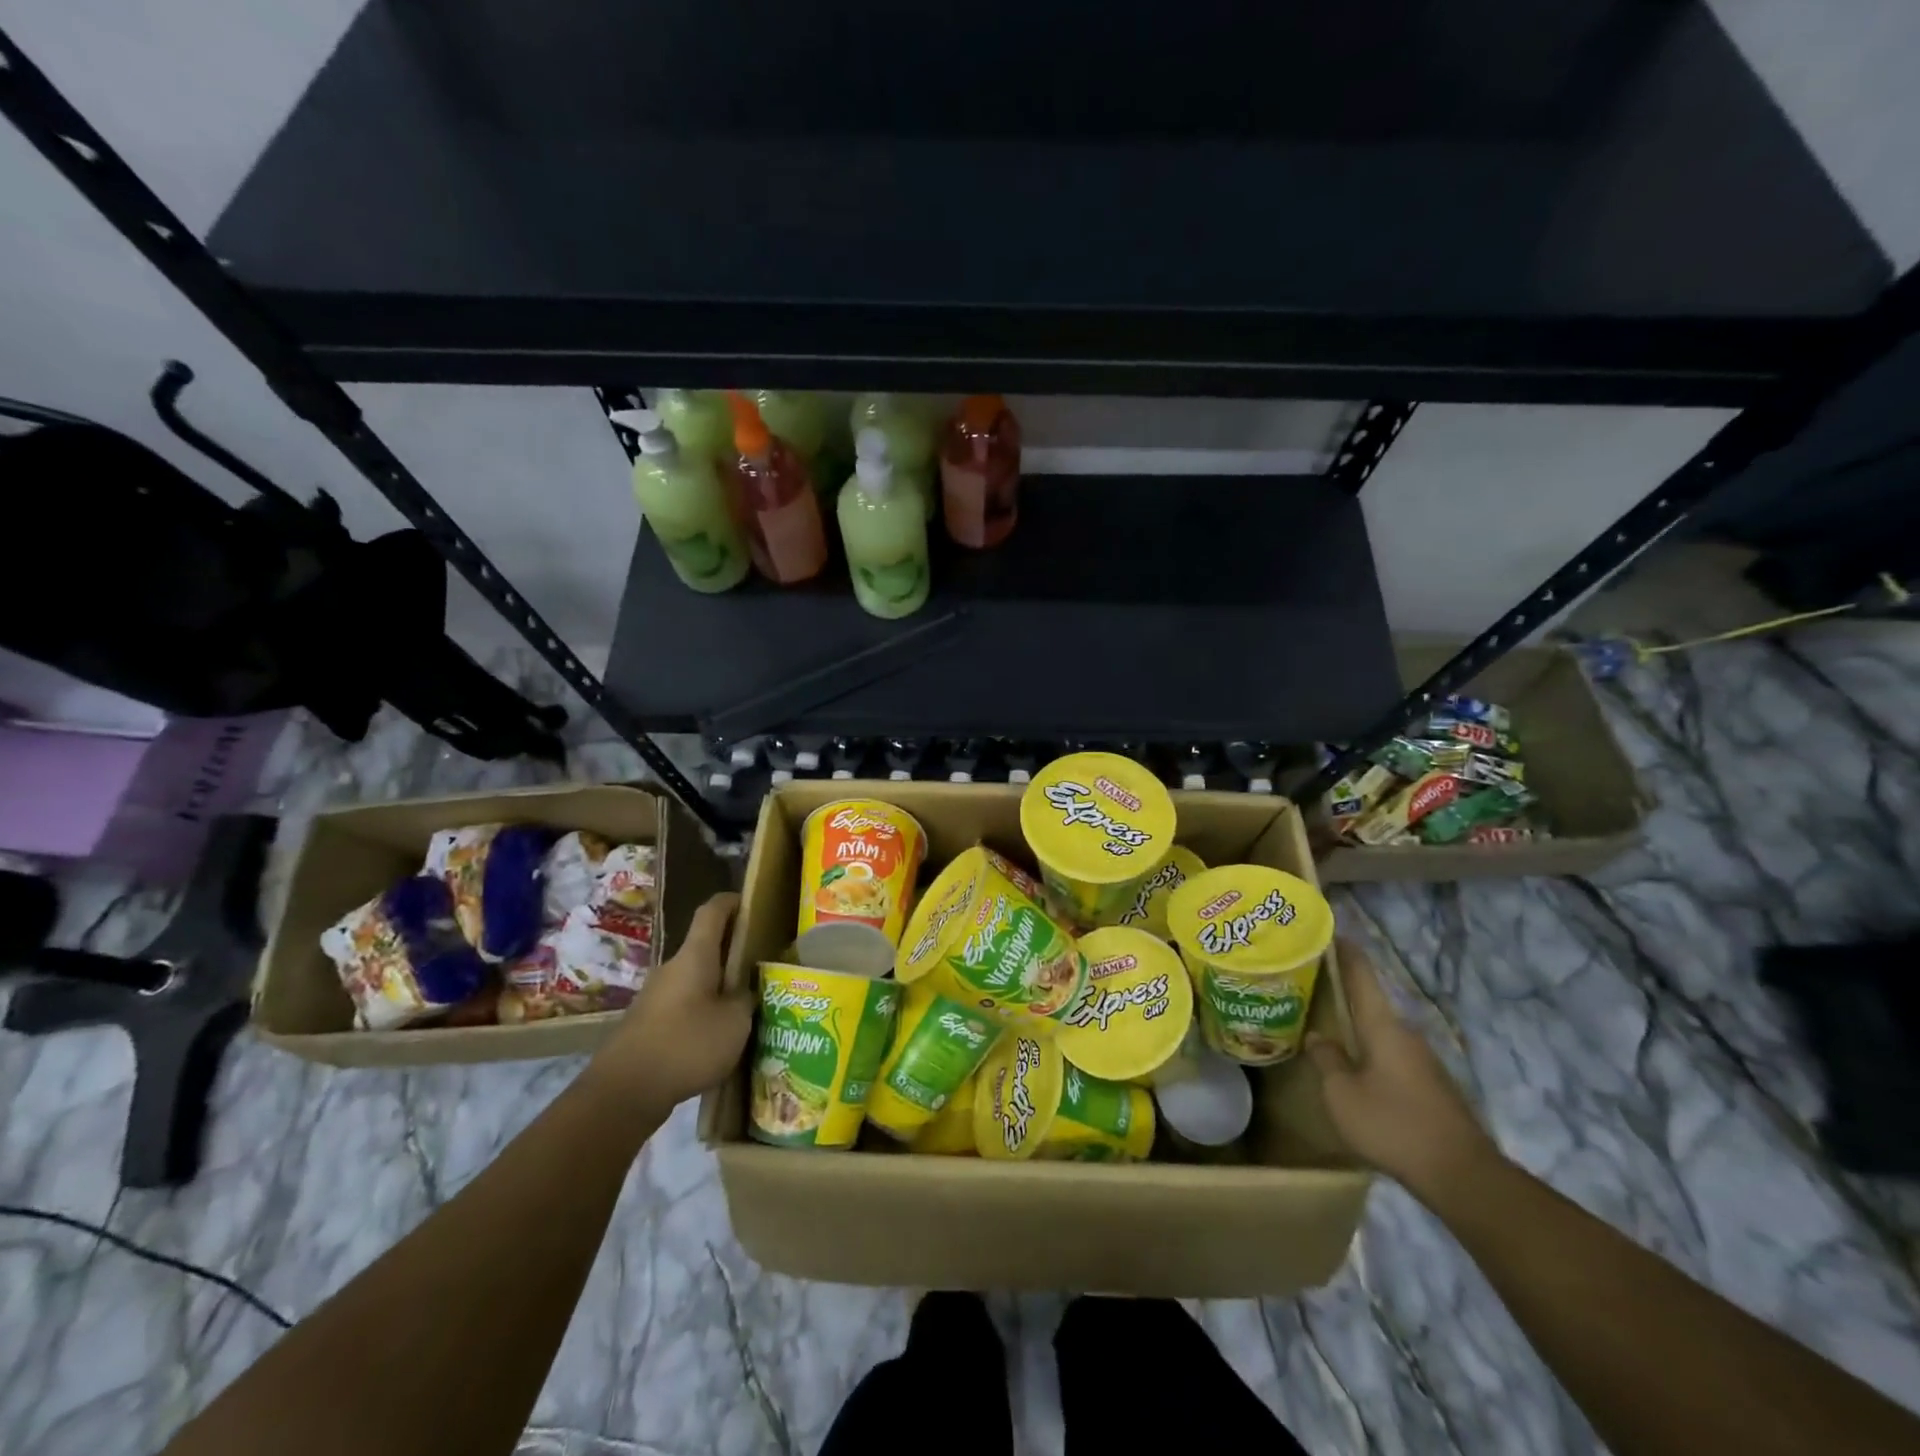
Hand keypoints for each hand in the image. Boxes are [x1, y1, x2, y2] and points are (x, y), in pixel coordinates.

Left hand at [588, 892, 750, 1114]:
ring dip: (718, 985)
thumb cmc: (686, 1044)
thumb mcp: (735, 1022)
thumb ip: (746, 999)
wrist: (623, 1092)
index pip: (712, 911)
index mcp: (694, 956)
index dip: (732, 901)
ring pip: (695, 979)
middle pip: (705, 947)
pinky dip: (703, 1011)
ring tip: (746, 1006)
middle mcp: (672, 968)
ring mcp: (655, 996)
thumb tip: (745, 990)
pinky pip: (683, 1005)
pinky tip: (718, 1037)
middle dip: (732, 951)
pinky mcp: (647, 1024)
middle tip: (762, 964)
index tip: (752, 902)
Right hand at [1306, 938, 1497, 1196]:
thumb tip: (1319, 1037)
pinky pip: (1392, 1056)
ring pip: (1381, 1032)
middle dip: (1342, 993)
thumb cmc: (1393, 1124)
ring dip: (1356, 1027)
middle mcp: (1405, 1034)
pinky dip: (1370, 1051)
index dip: (1345, 951)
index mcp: (1382, 1026)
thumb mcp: (1342, 1094)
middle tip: (1312, 984)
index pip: (1361, 976)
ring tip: (1327, 1026)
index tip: (1330, 930)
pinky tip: (1355, 1067)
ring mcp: (1423, 1061)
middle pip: (1370, 1003)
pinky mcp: (1431, 1086)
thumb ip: (1327, 1061)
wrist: (1462, 1175)